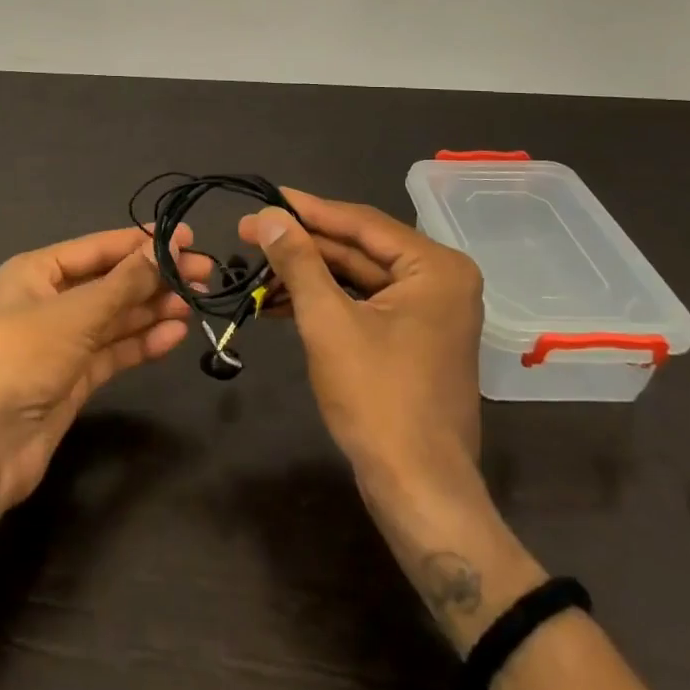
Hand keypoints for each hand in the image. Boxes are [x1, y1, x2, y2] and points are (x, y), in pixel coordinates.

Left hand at [0, 224, 208, 509]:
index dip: (143, 241)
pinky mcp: (75, 376)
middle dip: (155, 277)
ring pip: (117, 316)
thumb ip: (126, 282)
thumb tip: (168, 248)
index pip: (99, 247)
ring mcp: (63, 340)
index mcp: (37, 271)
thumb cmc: (24, 358)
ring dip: (154, 308)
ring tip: (195, 303)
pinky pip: (115, 349)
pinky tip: (175, 334)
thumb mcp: (77, 313)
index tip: (188, 238)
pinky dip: (144, 341)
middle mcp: (50, 300)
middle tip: (204, 274)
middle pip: (112, 281)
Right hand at [242, 193, 546, 653]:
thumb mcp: (329, 322)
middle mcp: (440, 280)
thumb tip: (267, 215)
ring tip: (257, 268)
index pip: (361, 223)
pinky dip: (326, 302)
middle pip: (359, 249)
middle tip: (249, 232)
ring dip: (309, 274)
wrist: (419, 492)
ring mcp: (430, 312)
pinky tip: (281, 302)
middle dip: (303, 245)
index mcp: (435, 267)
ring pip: (358, 277)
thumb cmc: (378, 399)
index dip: (307, 210)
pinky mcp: (414, 339)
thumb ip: (298, 261)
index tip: (264, 197)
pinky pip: (365, 304)